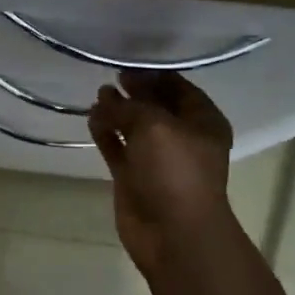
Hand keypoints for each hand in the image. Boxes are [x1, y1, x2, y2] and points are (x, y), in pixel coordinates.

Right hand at [88, 71, 235, 275]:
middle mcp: (181, 137)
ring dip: (117, 111)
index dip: (154, 74)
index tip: (128, 62)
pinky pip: (118, 148)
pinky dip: (106, 134)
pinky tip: (91, 119)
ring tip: (97, 96)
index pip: (179, 87)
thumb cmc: (175, 171)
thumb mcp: (154, 126)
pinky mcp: (134, 177)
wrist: (173, 232)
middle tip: (111, 77)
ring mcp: (156, 159)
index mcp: (202, 121)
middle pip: (155, 106)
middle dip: (134, 91)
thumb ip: (128, 107)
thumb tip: (105, 98)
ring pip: (134, 127)